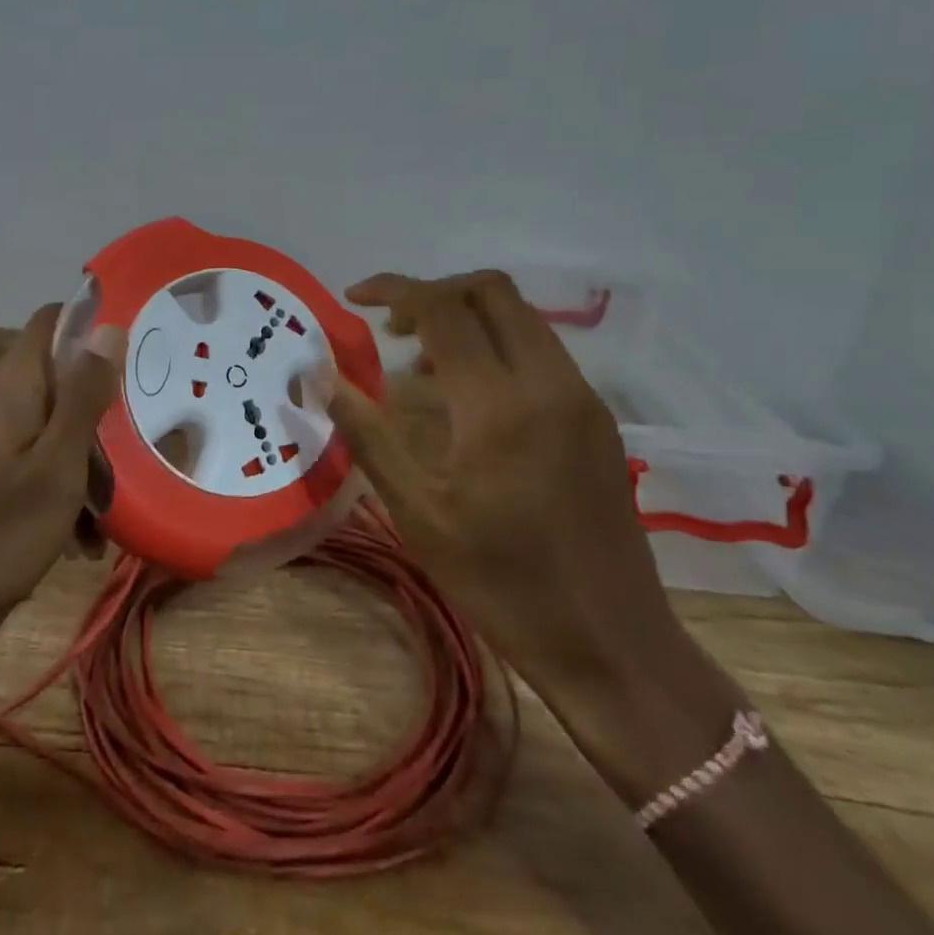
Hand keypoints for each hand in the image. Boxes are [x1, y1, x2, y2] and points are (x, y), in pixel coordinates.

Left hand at [0, 305, 125, 655]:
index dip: (92, 324)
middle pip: (59, 374)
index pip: (51, 320)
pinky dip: (64, 480)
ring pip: (53, 419)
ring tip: (109, 506)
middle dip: (99, 406)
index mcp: (10, 385)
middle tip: (136, 441)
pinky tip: (83, 531)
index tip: (135, 351)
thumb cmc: (3, 532)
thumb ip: (85, 393)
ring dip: (87, 455)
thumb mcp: (59, 462)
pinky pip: (38, 454)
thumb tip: (108, 328)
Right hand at [321, 271, 682, 706]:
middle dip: (433, 292)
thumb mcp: (418, 512)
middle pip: (490, 290)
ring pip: (520, 315)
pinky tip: (467, 397)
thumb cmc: (502, 583)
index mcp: (499, 405)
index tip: (353, 297)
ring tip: (420, 366)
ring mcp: (581, 396)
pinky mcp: (597, 416)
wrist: (613, 644)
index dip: (393, 290)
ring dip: (466, 317)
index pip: (442, 309)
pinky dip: (496, 345)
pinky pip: (541, 350)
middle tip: (390, 328)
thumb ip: (367, 433)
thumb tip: (321, 376)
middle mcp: (548, 382)